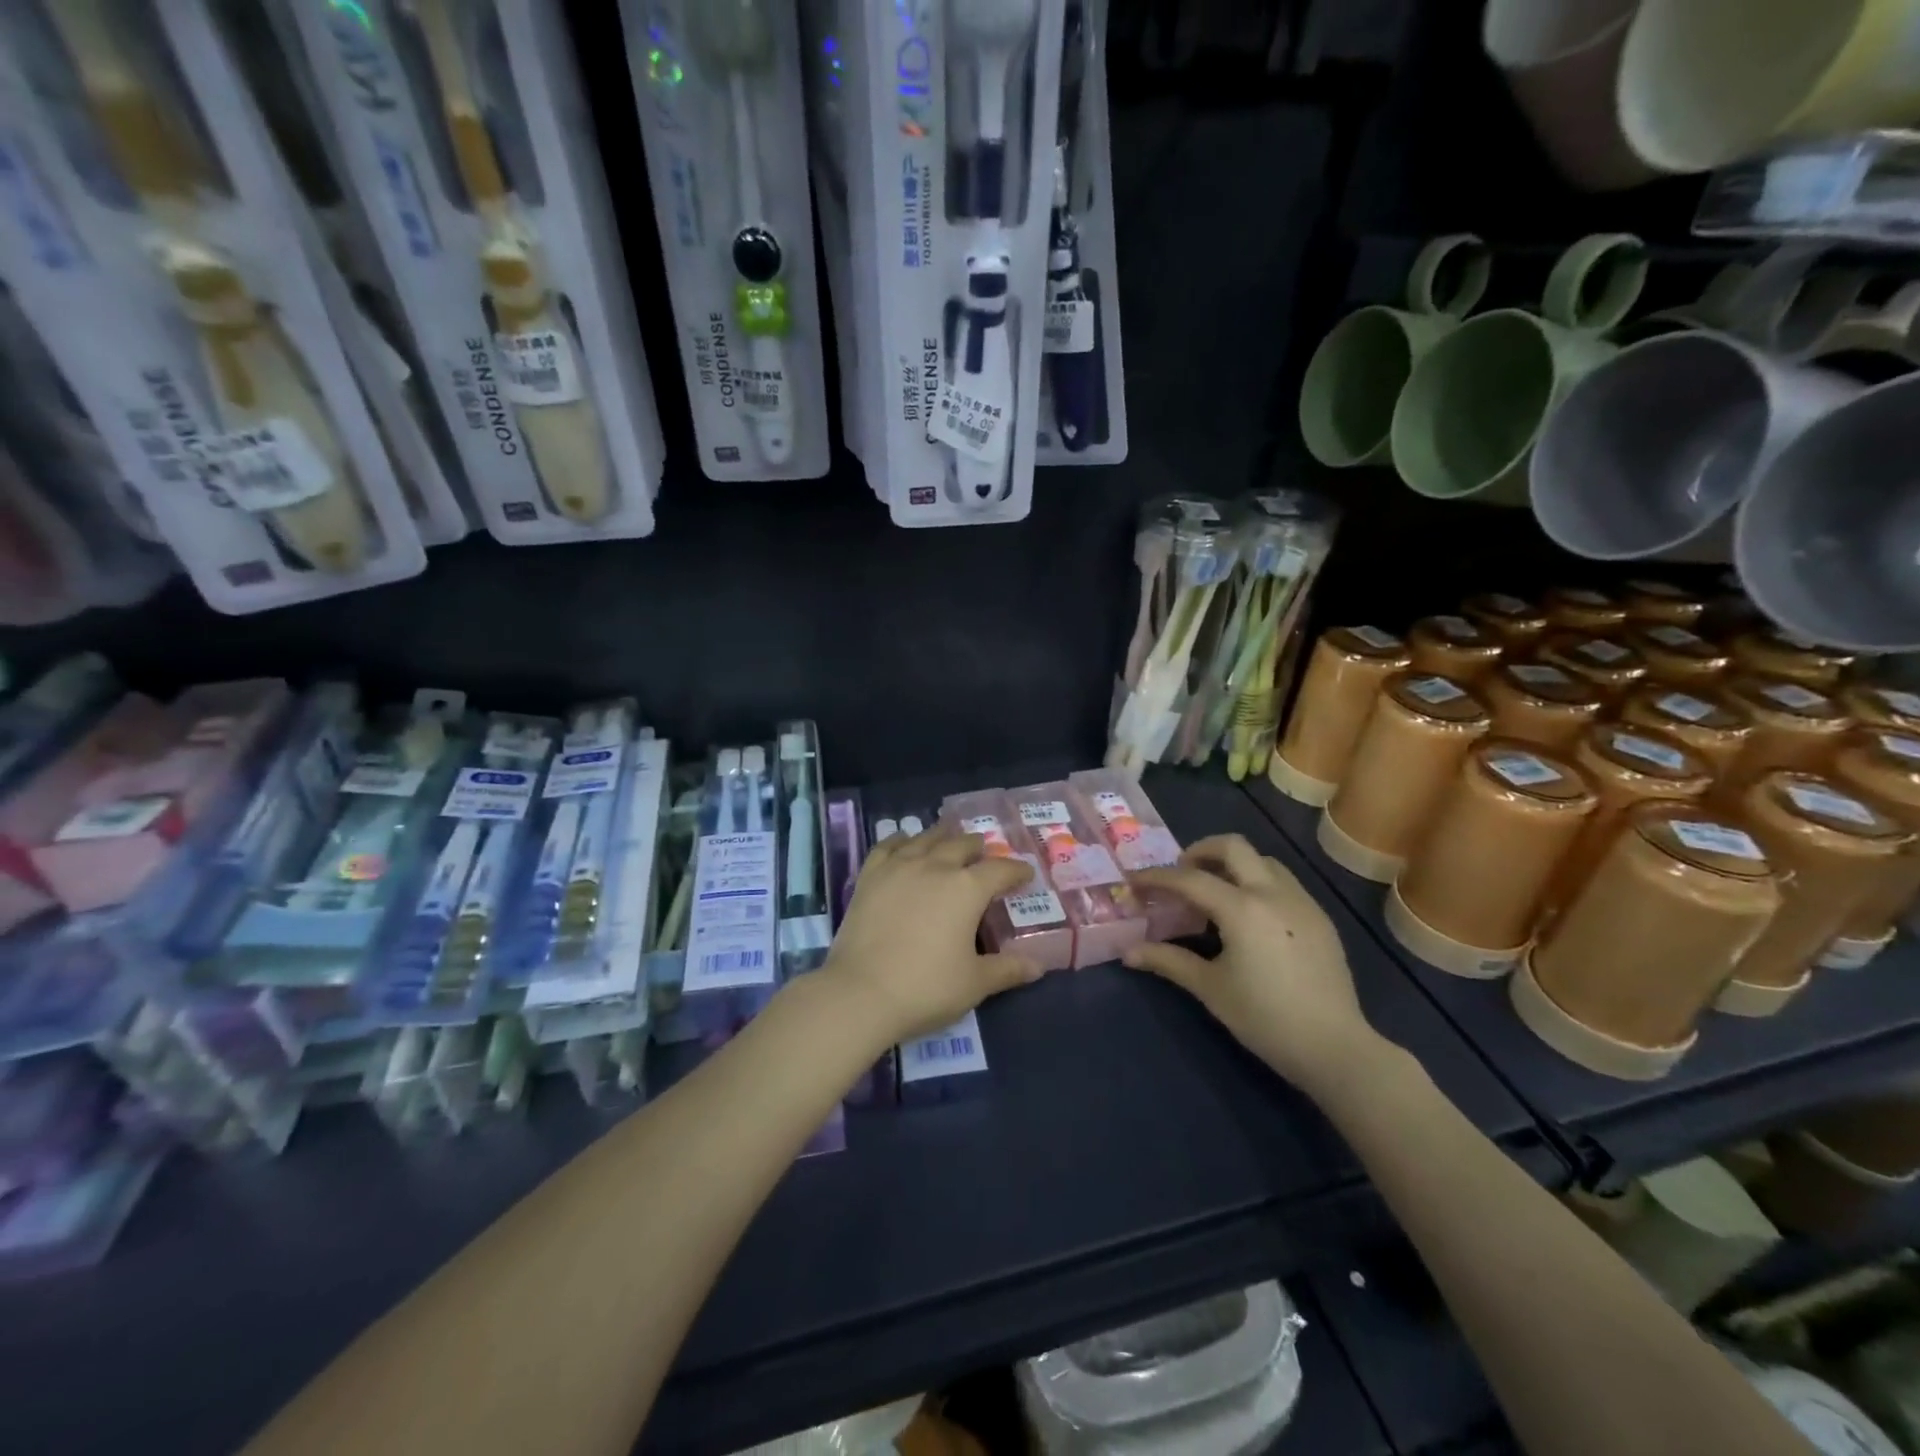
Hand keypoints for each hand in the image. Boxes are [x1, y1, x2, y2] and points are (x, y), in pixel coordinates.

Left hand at [820, 823, 1042, 1050]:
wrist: (860, 992)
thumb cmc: (926, 987)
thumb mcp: (975, 983)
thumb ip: (1007, 969)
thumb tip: (1037, 966)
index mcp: (967, 888)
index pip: (1001, 869)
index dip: (1017, 870)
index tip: (1026, 873)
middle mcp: (936, 866)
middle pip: (962, 845)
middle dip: (979, 848)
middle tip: (985, 855)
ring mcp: (899, 867)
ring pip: (926, 838)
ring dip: (943, 837)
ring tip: (949, 839)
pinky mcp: (870, 876)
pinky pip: (888, 846)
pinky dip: (902, 840)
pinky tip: (905, 842)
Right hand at [1125, 835, 1383, 1098]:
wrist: (1334, 1047)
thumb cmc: (1265, 1018)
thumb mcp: (1210, 988)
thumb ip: (1168, 961)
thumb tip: (1128, 953)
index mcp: (1242, 908)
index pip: (1189, 879)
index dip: (1157, 877)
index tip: (1135, 881)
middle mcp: (1272, 893)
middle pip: (1232, 847)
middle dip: (1200, 851)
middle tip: (1182, 874)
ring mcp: (1301, 902)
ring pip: (1262, 861)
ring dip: (1233, 865)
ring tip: (1216, 893)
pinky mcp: (1320, 918)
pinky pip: (1284, 882)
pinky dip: (1258, 883)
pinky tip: (1251, 916)